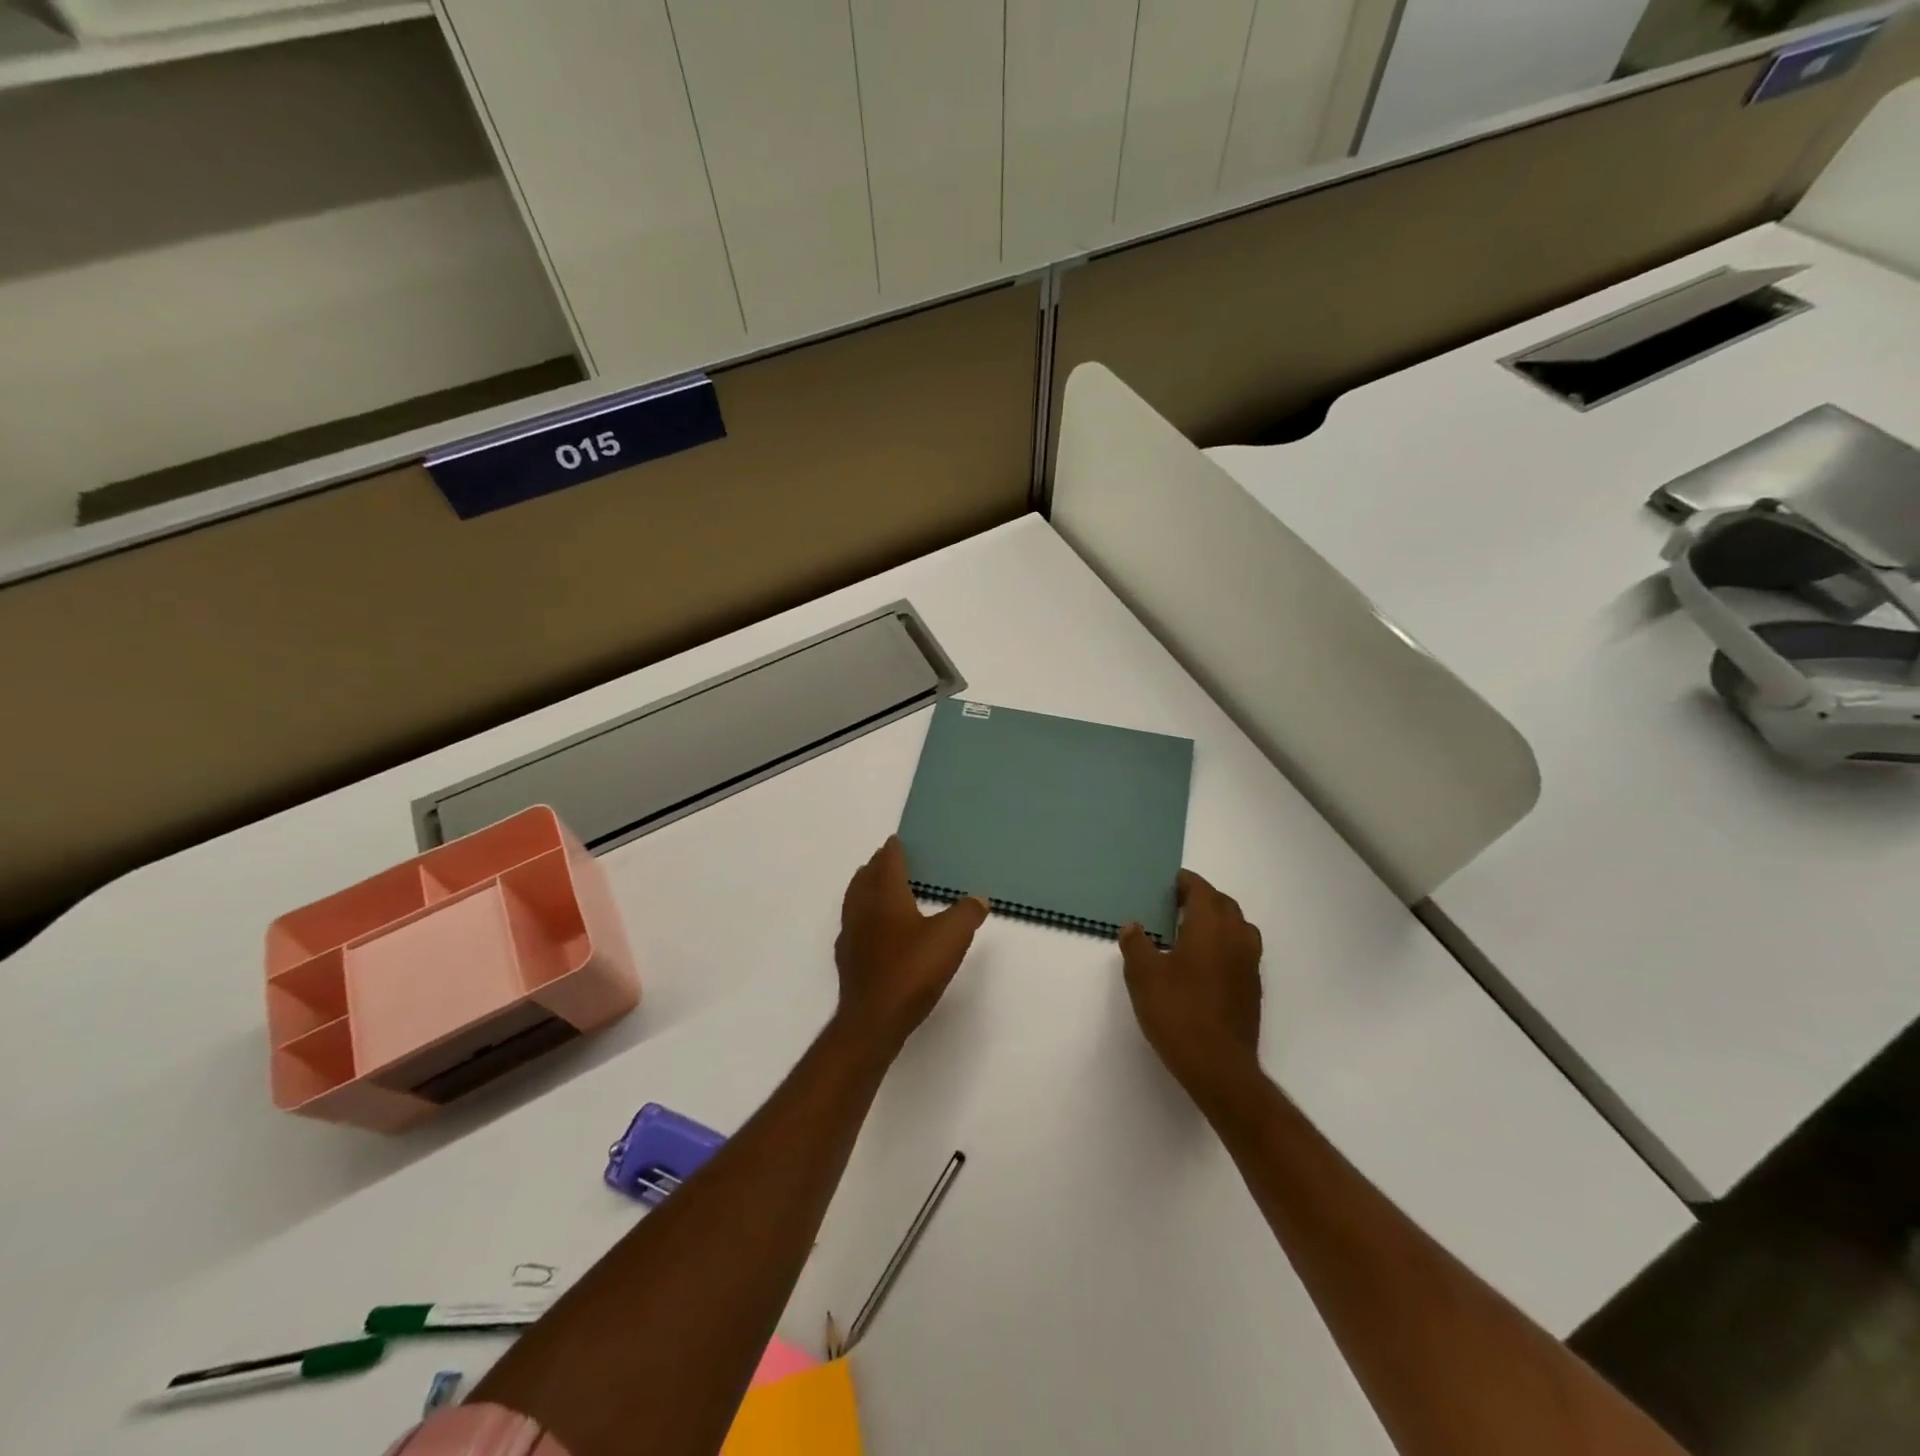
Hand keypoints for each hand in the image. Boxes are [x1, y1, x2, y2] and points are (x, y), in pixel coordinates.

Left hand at [833, 837, 988, 1049]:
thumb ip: (966, 913)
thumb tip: (978, 898)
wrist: (874, 1019)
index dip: (893, 850)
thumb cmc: (912, 970)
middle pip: (866, 878)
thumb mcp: (951, 937)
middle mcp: (863, 909)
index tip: (896, 841)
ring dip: (865, 888)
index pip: (887, 863)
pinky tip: (871, 929)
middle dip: (877, 866)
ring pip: (855, 900)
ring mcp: (851, 935)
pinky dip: (862, 916)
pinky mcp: (848, 960)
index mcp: (886, 896)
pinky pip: (853, 925)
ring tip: (876, 886)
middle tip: (887, 859)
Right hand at [1120, 870, 1264, 1110]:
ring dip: (1217, 920)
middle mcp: (1236, 938)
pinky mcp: (1253, 987)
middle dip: (1202, 898)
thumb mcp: (1143, 976)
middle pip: (1223, 905)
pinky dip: (1224, 943)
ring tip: (1190, 930)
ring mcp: (1249, 964)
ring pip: (1237, 927)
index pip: (1202, 890)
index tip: (1168, 882)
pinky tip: (1203, 962)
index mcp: (1210, 927)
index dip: (1185, 883)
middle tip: (1175, 903)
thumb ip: (1137, 945)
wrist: (1219, 1067)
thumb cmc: (1178, 1013)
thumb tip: (1133, 926)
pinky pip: (1241, 950)